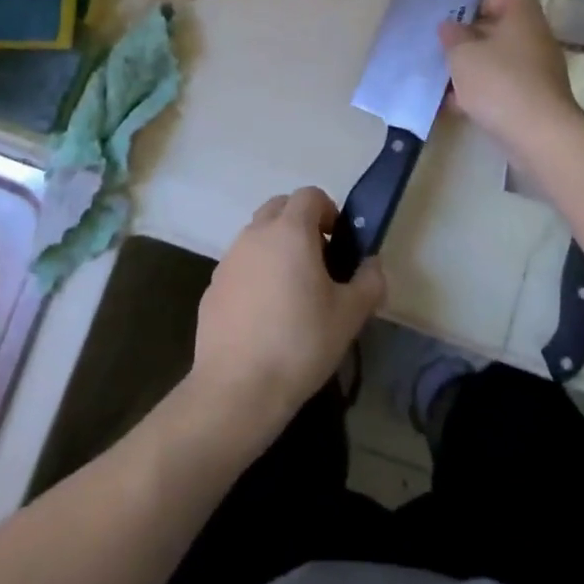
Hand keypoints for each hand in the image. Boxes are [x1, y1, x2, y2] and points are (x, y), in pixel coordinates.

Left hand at [189, 187, 385, 444]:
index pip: (310, 195)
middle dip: (301, 223)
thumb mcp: (350, 315)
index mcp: (290, 231)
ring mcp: (229, 259)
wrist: (238, 388)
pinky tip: (265, 314)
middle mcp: (255, 235)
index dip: (329, 211)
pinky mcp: (212, 286)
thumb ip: (369, 281)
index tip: (338, 243)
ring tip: (292, 290)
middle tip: (319, 261)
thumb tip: (372, 265)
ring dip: (276, 247)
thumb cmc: (301, 343)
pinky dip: (255, 273)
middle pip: (279, 208)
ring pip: (257, 236)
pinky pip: (240, 265)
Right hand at [439, 0, 581, 152]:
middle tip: (447, 52)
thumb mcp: (463, 54)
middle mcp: (536, 38)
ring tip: (447, 84)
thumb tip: (449, 26)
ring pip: (502, 62)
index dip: (481, 3)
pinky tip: (460, 107)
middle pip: (502, 30)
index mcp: (523, 17)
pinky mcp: (538, 100)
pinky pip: (506, 87)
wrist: (539, 134)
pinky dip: (486, 93)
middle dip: (472, 41)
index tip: (458, 21)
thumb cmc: (498, 82)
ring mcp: (540, 71)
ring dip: (476, 70)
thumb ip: (452, 37)